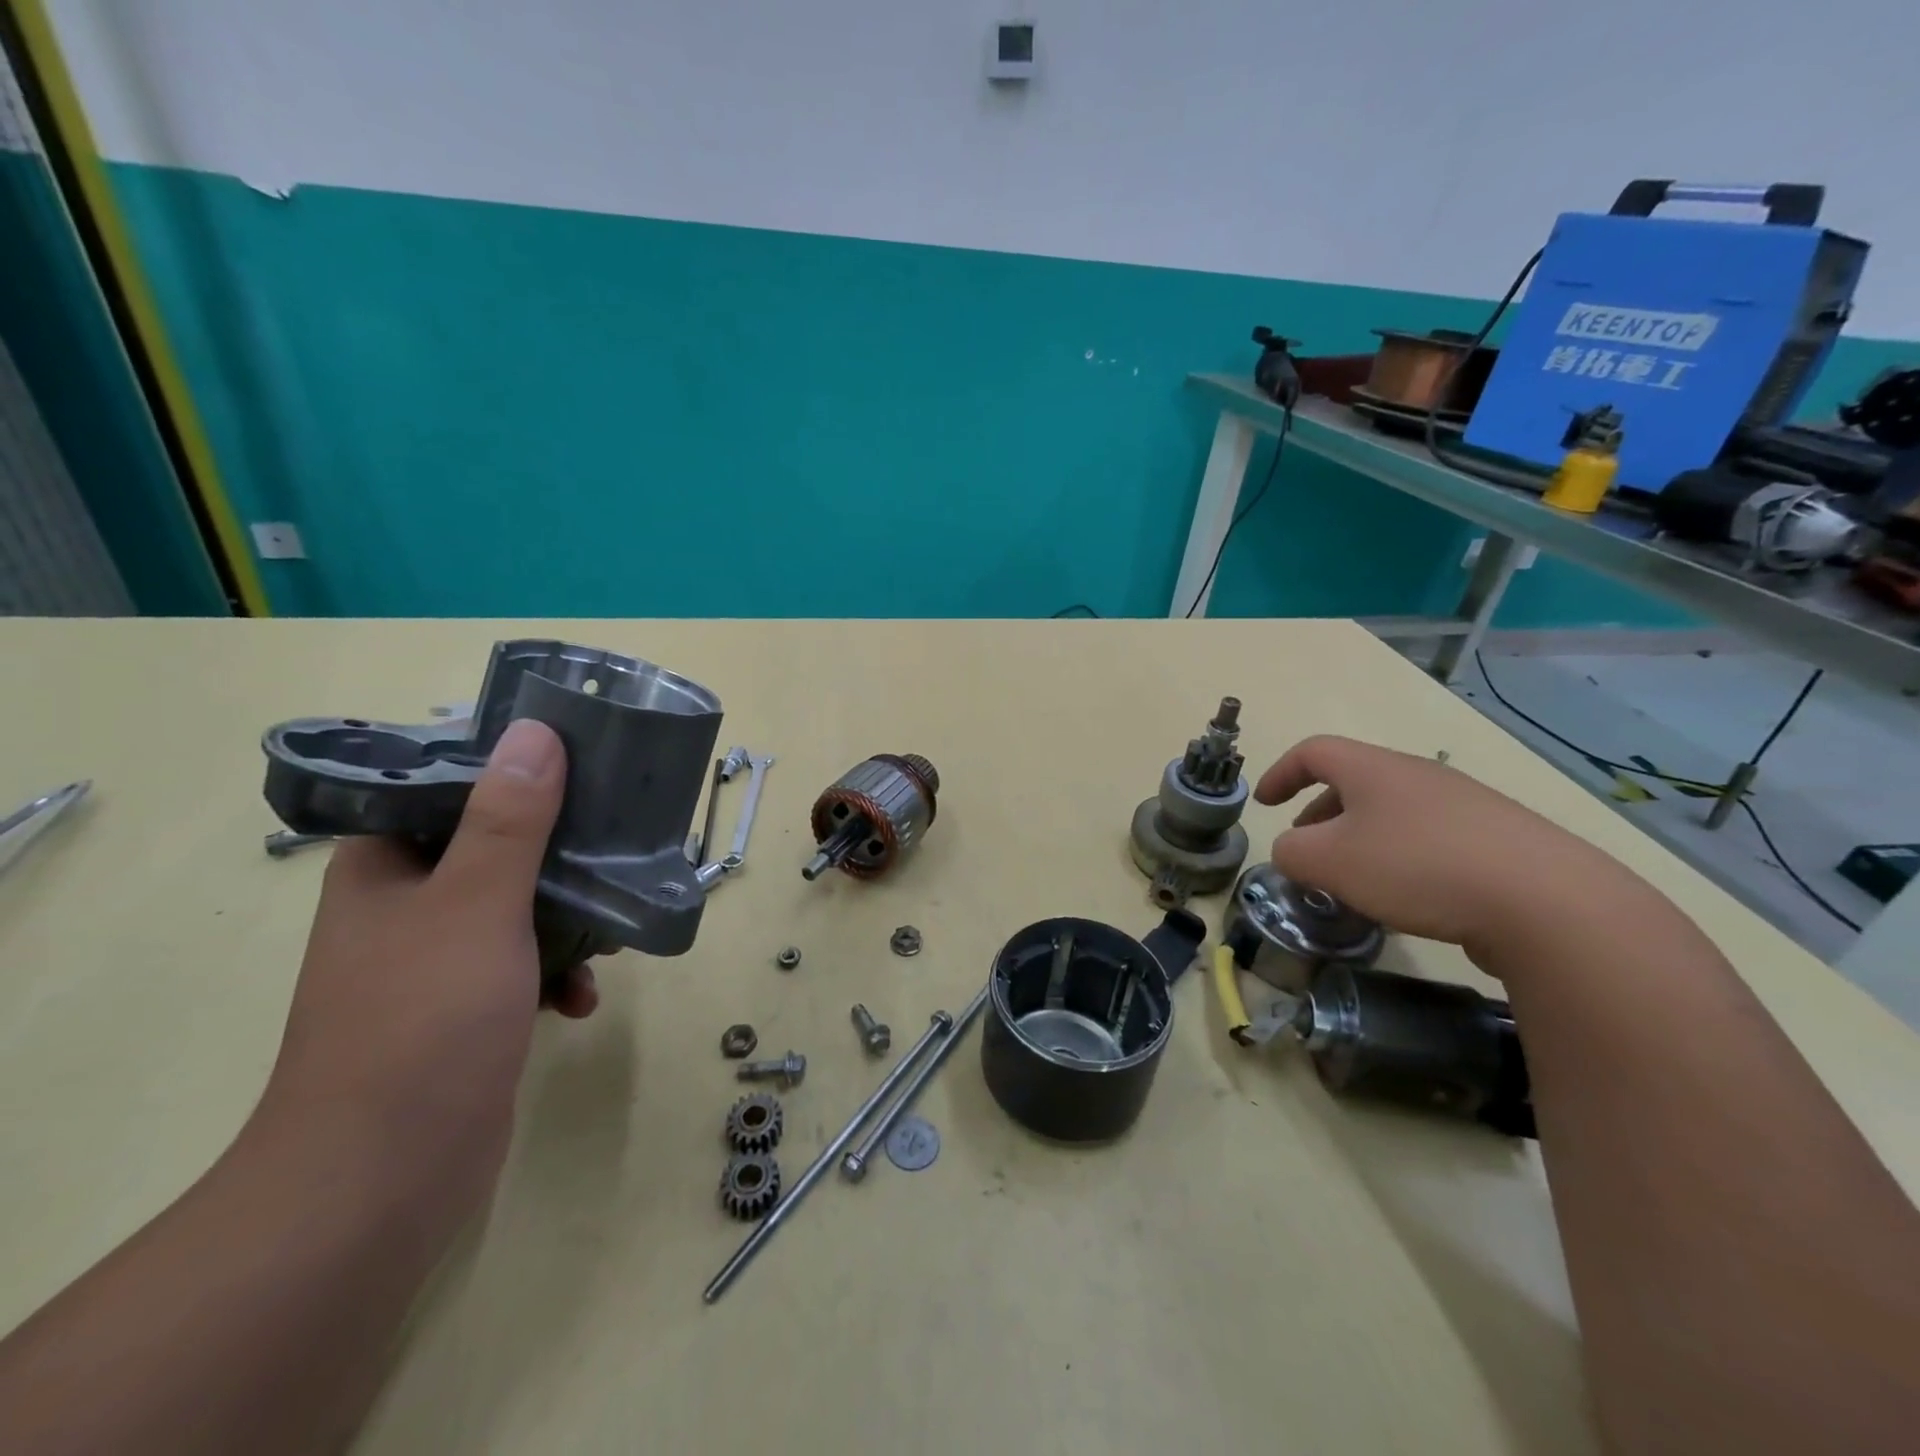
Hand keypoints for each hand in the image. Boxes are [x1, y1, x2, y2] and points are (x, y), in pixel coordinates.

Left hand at [257, 719, 596, 1220]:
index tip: (581, 765)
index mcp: (385, 869)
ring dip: (573, 916)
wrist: (382, 1181)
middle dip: (563, 850)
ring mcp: (438, 961)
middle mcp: (407, 906)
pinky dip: (559, 973)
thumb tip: (536, 733)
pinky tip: (585, 997)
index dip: (512, 769)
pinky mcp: (469, 1009)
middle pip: (497, 846)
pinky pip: (526, 965)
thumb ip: (510, 820)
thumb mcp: (476, 905)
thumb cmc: (421, 1022)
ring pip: (522, 907)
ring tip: (616, 926)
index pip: (447, 788)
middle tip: (619, 841)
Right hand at [1254, 734, 1638, 960]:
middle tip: (1306, 851)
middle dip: (1319, 814)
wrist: (1547, 902)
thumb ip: (1291, 852)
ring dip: (1360, 840)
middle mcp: (1419, 776)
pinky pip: (1429, 839)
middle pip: (1354, 782)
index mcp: (1374, 769)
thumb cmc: (1417, 867)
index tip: (1263, 803)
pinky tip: (1409, 900)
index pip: (1313, 751)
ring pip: (1392, 813)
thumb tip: (1292, 851)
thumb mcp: (1328, 861)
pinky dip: (1401, 859)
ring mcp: (1465, 806)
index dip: (1280, 773)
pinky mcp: (1499, 841)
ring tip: (1354, 882)